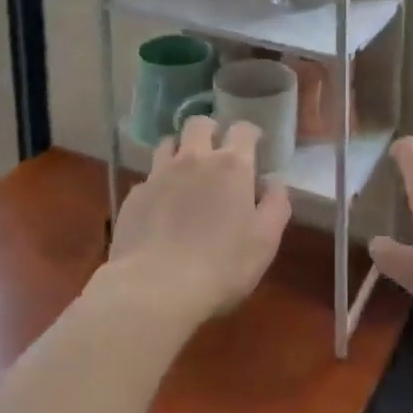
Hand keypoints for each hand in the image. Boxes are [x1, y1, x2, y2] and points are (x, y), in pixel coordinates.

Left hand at [105, 115, 291, 322]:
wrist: (155, 289)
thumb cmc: (222, 265)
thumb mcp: (265, 241)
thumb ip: (276, 204)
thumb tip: (274, 181)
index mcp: (231, 165)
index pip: (243, 129)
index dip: (250, 133)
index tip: (255, 144)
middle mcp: (194, 158)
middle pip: (199, 123)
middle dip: (210, 130)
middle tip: (216, 149)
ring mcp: (160, 174)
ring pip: (168, 143)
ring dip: (179, 150)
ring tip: (185, 170)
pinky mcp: (135, 196)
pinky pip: (149, 178)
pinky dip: (158, 184)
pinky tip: (161, 206)